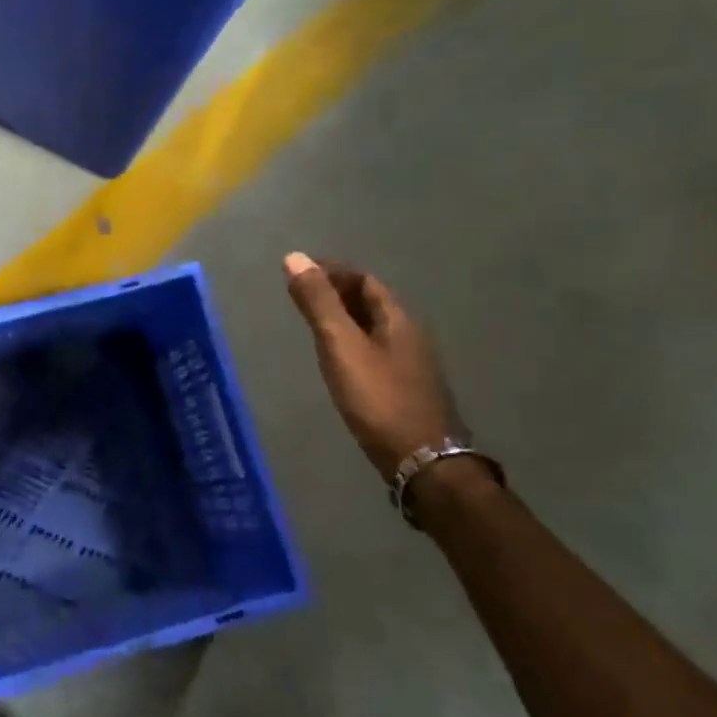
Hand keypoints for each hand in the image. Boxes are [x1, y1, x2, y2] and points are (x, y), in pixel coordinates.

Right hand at [283, 253, 459, 479]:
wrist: (421, 460)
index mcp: (396, 319)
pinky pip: (375, 352)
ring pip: (373, 329)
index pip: (364, 281)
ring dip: (345, 319)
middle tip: (302, 295)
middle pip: (372, 302)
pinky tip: (338, 361)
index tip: (301, 272)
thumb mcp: (341, 345)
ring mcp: (410, 365)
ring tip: (313, 324)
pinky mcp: (405, 389)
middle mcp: (408, 335)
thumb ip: (318, 303)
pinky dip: (352, 344)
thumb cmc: (378, 398)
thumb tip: (295, 257)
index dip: (333, 271)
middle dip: (338, 292)